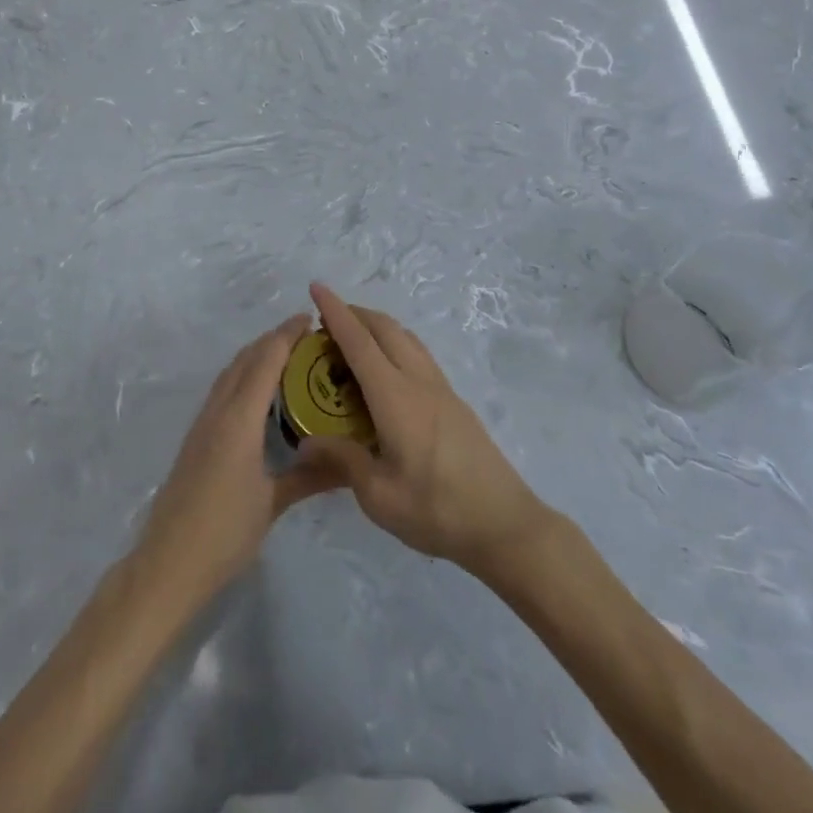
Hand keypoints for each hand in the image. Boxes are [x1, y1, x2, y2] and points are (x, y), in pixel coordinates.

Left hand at [136, 315, 342, 599]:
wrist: (168, 563)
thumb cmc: (224, 533)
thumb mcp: (272, 504)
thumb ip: (310, 476)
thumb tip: (352, 464)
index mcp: (238, 419)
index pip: (265, 360)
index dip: (286, 335)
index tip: (310, 319)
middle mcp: (218, 411)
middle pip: (245, 359)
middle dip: (273, 340)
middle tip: (306, 336)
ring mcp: (203, 423)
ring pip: (231, 372)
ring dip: (256, 355)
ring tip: (287, 356)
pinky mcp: (196, 437)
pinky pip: (223, 390)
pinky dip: (244, 376)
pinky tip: (259, 394)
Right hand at [299, 283, 551, 579]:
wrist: (504, 524)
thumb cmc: (438, 511)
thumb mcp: (379, 496)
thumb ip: (342, 461)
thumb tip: (307, 441)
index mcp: (395, 397)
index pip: (359, 342)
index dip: (335, 312)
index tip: (316, 288)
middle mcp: (418, 380)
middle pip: (384, 328)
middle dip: (354, 313)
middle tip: (325, 320)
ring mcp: (440, 388)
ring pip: (405, 337)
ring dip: (376, 325)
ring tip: (352, 338)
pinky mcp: (453, 401)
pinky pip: (417, 353)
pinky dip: (394, 342)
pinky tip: (386, 368)